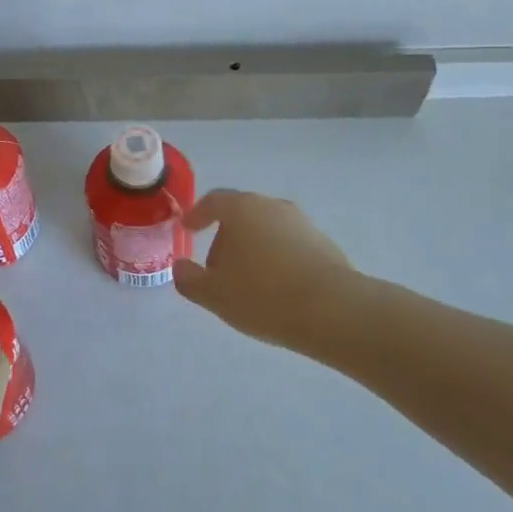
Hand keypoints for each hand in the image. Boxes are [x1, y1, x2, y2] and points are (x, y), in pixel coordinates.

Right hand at [174, 189, 356, 352]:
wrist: (332, 309)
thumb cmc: (262, 295)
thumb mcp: (214, 294)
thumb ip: (189, 279)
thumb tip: (180, 267)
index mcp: (242, 209)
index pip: (213, 201)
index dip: (197, 214)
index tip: (188, 229)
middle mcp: (272, 206)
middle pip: (241, 215)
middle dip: (226, 238)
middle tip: (217, 269)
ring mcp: (302, 222)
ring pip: (266, 230)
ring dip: (253, 250)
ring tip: (248, 284)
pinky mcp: (323, 243)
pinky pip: (289, 246)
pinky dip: (277, 260)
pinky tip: (277, 290)